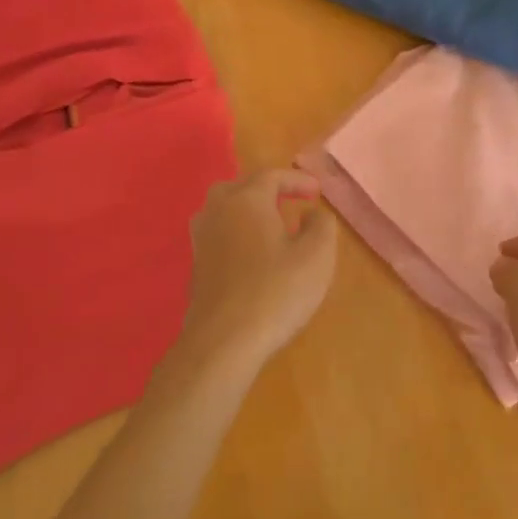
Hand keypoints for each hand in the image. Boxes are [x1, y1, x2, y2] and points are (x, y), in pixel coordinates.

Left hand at [179, 170, 337, 373]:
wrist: (223, 342)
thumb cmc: (275, 292)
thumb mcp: (317, 255)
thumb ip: (321, 224)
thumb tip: (311, 213)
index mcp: (246, 200)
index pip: (272, 176)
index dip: (297, 179)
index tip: (317, 192)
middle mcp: (218, 211)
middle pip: (240, 187)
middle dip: (267, 190)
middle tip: (291, 202)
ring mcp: (202, 240)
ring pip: (224, 210)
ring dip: (248, 210)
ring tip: (272, 226)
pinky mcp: (196, 267)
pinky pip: (219, 234)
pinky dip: (237, 233)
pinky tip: (254, 255)